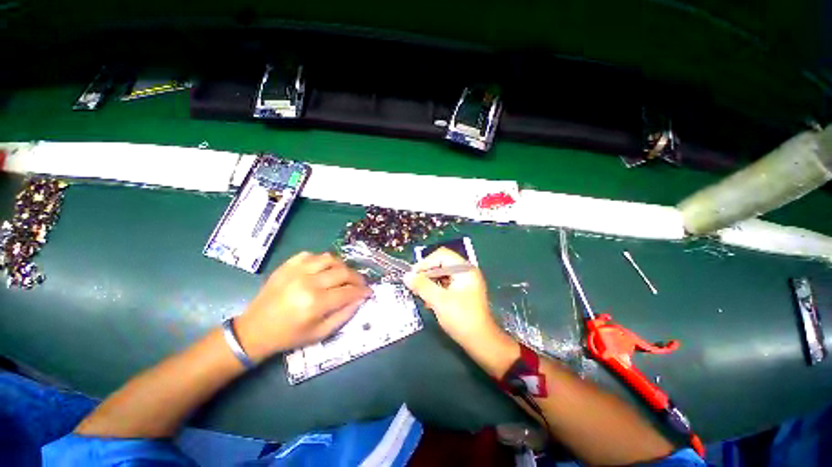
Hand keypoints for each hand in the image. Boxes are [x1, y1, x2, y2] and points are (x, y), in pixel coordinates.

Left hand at [235, 252, 370, 360]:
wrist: (254, 330)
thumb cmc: (289, 336)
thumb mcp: (320, 334)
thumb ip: (344, 315)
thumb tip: (360, 299)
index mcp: (315, 303)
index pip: (349, 291)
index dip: (363, 291)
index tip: (369, 292)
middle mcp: (308, 283)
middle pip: (343, 272)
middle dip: (357, 278)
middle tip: (360, 283)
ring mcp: (296, 271)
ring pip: (330, 258)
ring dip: (342, 266)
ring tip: (343, 275)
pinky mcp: (287, 265)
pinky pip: (312, 255)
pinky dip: (322, 261)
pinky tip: (323, 270)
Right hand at [404, 248, 500, 348]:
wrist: (481, 342)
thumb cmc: (462, 318)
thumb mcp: (439, 301)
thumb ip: (422, 286)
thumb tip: (406, 276)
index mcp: (464, 269)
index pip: (442, 255)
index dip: (425, 263)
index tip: (413, 275)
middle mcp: (466, 271)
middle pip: (442, 263)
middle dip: (427, 273)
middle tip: (414, 285)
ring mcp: (465, 281)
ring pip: (442, 274)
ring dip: (430, 282)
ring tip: (420, 294)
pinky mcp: (463, 291)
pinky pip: (445, 283)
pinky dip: (436, 289)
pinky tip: (429, 300)